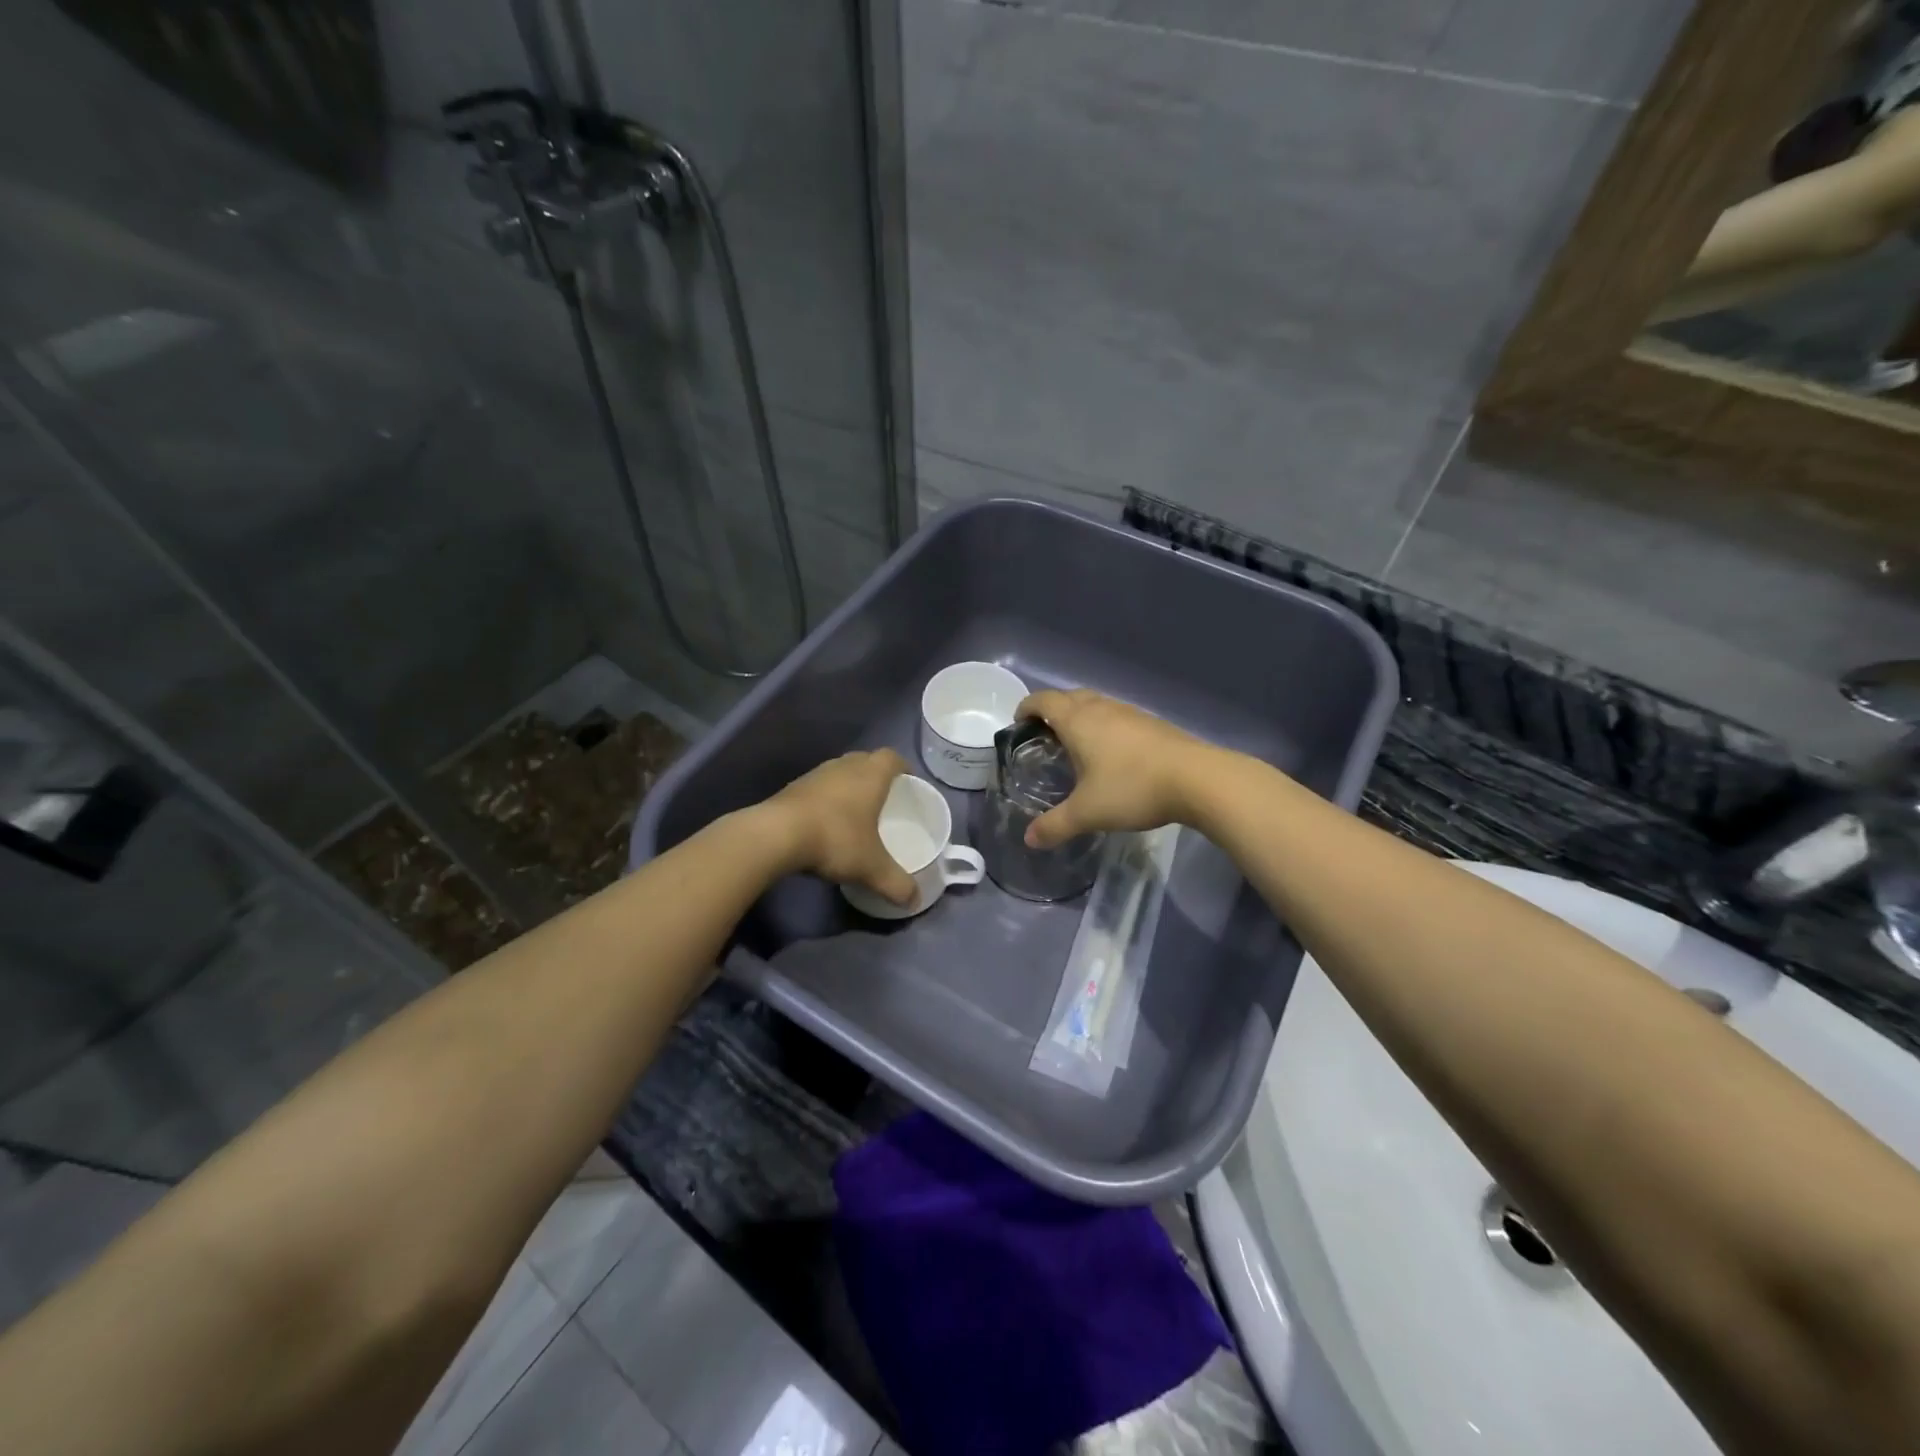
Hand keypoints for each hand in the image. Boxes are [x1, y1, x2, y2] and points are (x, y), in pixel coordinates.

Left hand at [763, 750, 917, 905]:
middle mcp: (844, 767)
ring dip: (848, 786)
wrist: (776, 835)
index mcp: (870, 775)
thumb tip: (915, 900)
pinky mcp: (791, 788)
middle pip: (865, 760)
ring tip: (854, 811)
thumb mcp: (871, 867)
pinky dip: (826, 799)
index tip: (907, 783)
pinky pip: (818, 787)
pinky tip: (825, 822)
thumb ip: (896, 883)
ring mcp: (815, 775)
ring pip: (839, 772)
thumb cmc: (835, 839)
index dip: (902, 768)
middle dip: (876, 775)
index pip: (892, 758)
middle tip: (884, 799)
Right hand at [1015, 690, 1213, 848]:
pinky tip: (1111, 754)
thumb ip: (1055, 825)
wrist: (1197, 779)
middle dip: (1052, 710)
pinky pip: (1117, 716)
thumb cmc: (1132, 788)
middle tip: (1044, 736)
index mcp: (1078, 721)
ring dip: (1080, 716)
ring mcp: (1130, 713)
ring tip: (1076, 745)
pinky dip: (1104, 726)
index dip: (1026, 707)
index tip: (1019, 723)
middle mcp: (1101, 708)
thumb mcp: (1087, 813)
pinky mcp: (1152, 723)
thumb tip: (1029, 839)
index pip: (1043, 701)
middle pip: (1068, 696)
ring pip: (1096, 704)